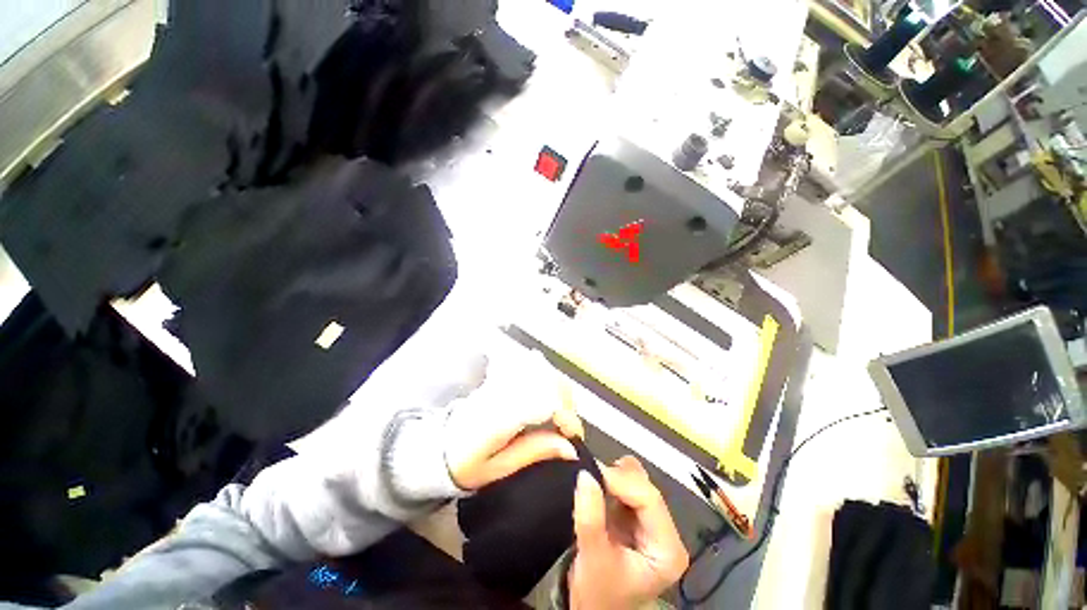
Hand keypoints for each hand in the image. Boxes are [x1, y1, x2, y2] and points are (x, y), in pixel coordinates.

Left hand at [444, 347, 583, 490]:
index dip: (565, 415)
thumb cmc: (466, 464)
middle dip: (567, 400)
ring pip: (542, 369)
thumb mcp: (498, 470)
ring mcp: (502, 378)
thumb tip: (571, 447)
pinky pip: (530, 364)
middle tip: (568, 424)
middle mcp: (503, 390)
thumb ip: (533, 452)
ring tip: (560, 410)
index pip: (543, 402)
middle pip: (547, 380)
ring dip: (559, 388)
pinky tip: (548, 389)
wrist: (439, 445)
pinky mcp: (501, 375)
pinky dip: (546, 375)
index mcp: (500, 417)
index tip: (573, 435)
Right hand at [569, 456, 688, 609]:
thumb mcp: (593, 557)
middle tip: (589, 474)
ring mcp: (652, 523)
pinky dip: (611, 481)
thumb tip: (585, 474)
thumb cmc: (598, 593)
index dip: (621, 480)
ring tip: (594, 482)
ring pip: (638, 482)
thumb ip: (590, 516)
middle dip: (617, 477)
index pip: (650, 499)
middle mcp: (666, 532)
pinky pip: (627, 486)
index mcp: (668, 549)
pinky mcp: (637, 518)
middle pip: (645, 488)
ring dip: (614, 477)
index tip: (592, 471)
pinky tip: (598, 487)